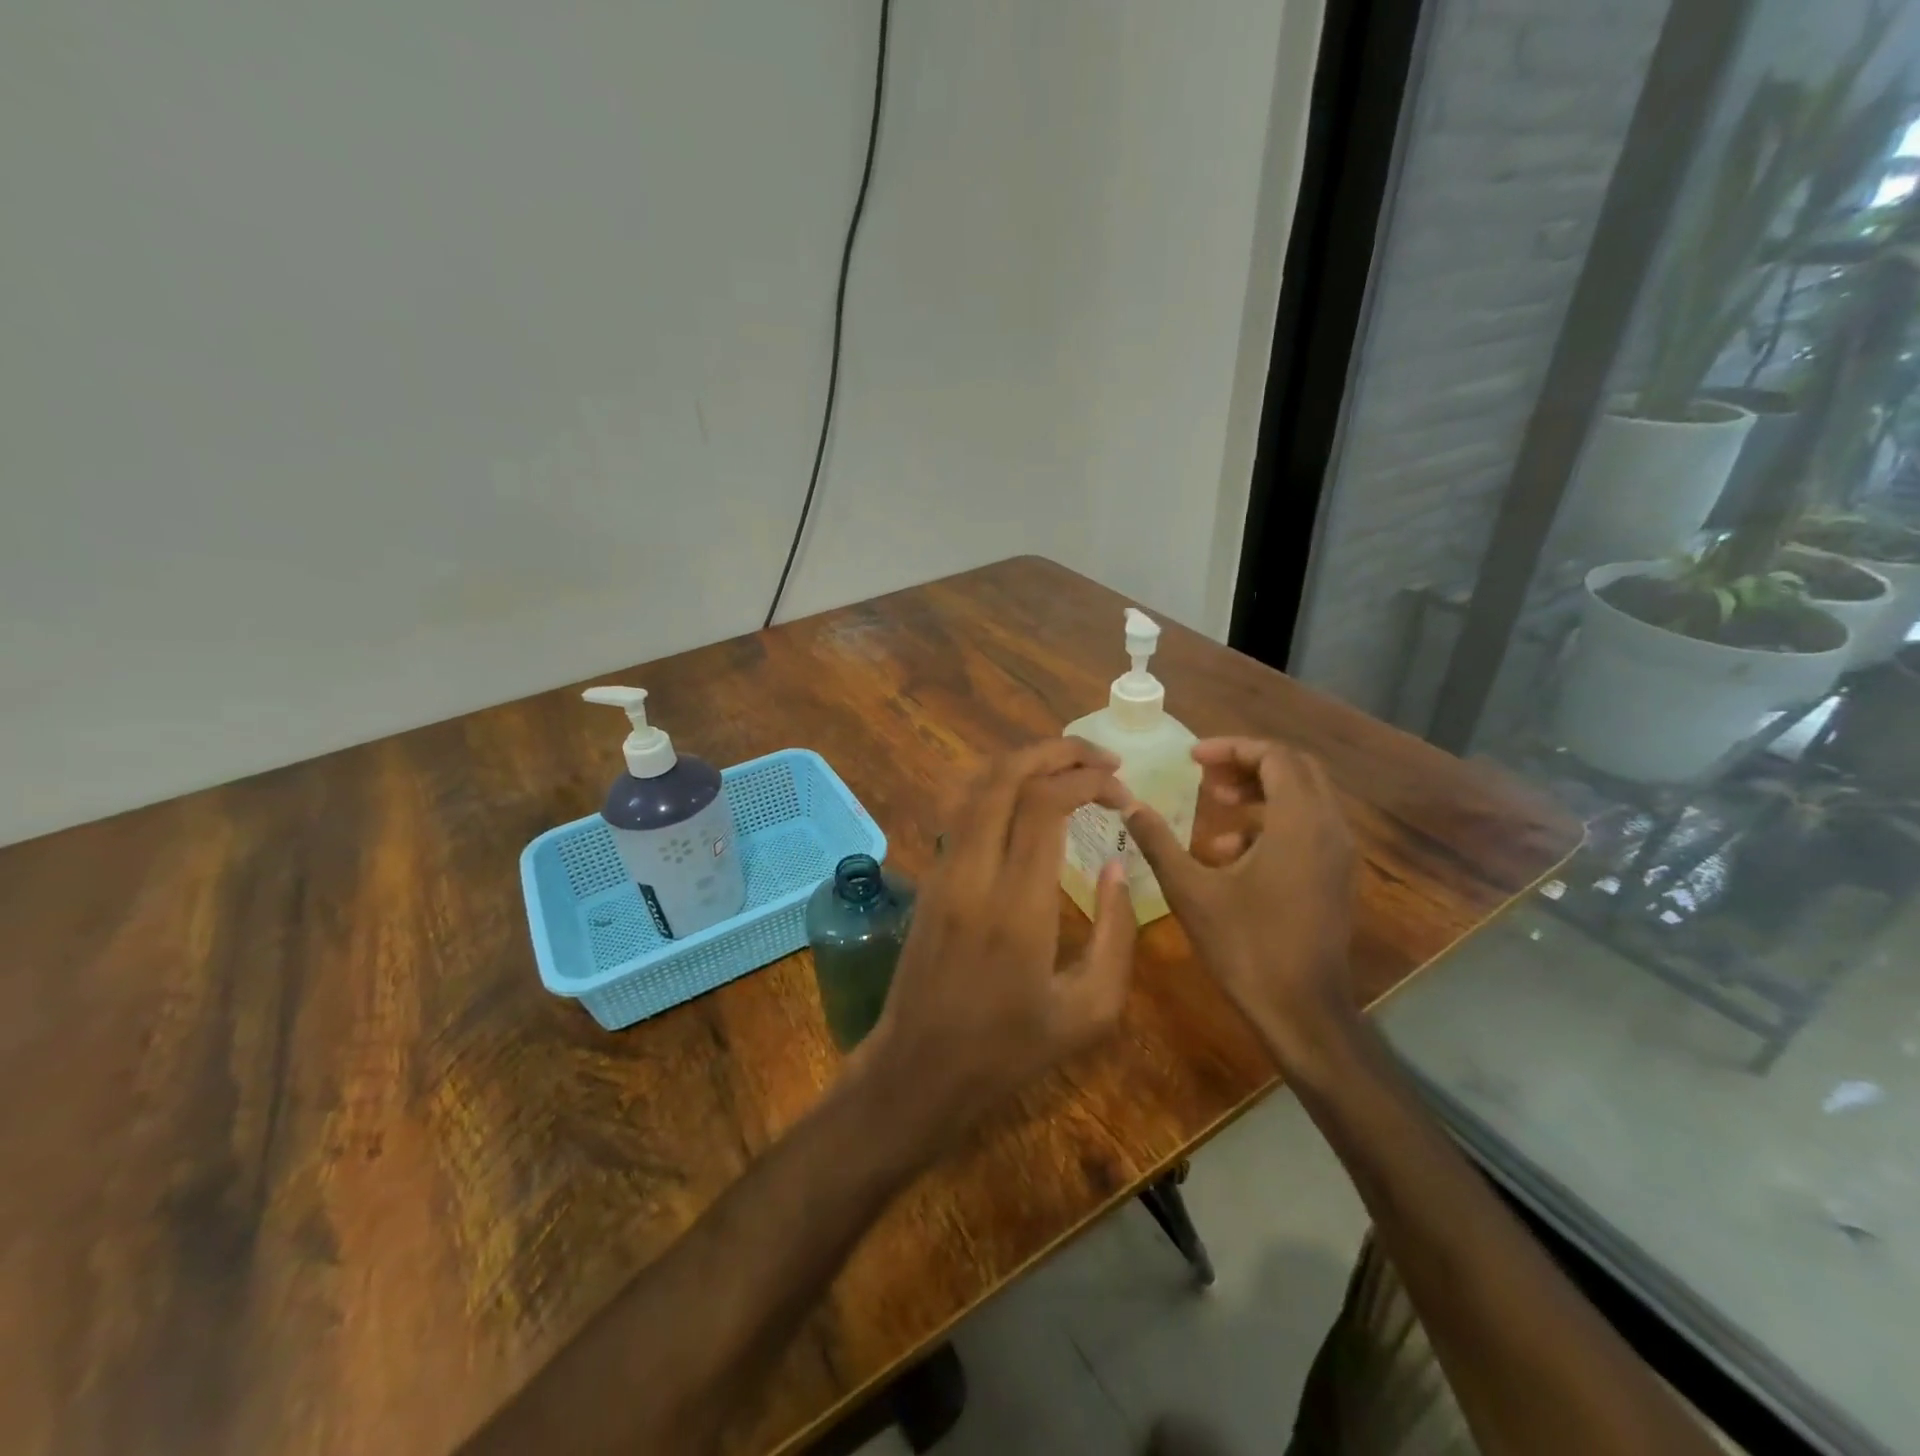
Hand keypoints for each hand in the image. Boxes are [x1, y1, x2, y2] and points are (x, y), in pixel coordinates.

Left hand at [859, 739, 1137, 1140]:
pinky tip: (1030, 798)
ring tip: (1072, 767)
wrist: (921, 1067)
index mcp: (1017, 905)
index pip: (1046, 805)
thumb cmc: (1012, 1048)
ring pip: (977, 786)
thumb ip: (1116, 932)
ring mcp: (943, 870)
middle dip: (1058, 752)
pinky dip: (1001, 786)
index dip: (1089, 781)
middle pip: (1006, 776)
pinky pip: (964, 810)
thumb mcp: (1090, 1009)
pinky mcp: (930, 876)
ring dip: (1026, 763)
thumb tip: (1116, 863)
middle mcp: (973, 872)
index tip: (1123, 792)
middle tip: (1103, 758)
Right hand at [1124, 739, 1358, 1067]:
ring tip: (1214, 807)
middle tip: (1205, 776)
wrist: (1302, 1011)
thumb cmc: (1245, 946)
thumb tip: (1129, 805)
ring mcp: (1337, 854)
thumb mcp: (1190, 890)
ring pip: (1303, 797)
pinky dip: (1271, 823)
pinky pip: (1307, 827)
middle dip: (1247, 764)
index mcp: (1299, 823)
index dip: (1232, 748)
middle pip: (1295, 769)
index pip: (1275, 756)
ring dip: (1258, 793)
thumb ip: (1158, 841)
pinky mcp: (1335, 876)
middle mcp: (1328, 828)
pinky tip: (1230, 854)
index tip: (1192, 758)